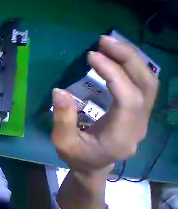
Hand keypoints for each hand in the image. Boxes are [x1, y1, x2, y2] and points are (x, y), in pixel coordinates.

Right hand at [51, 36, 158, 174]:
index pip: (129, 98)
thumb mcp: (62, 141)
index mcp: (121, 135)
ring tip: (111, 45)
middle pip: (147, 85)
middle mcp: (139, 125)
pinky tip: (118, 59)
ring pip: (149, 82)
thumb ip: (62, 118)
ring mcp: (142, 118)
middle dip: (128, 58)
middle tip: (105, 41)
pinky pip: (143, 85)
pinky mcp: (138, 113)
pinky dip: (132, 68)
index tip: (92, 56)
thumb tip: (58, 91)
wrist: (92, 166)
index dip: (114, 73)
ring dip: (132, 59)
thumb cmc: (76, 156)